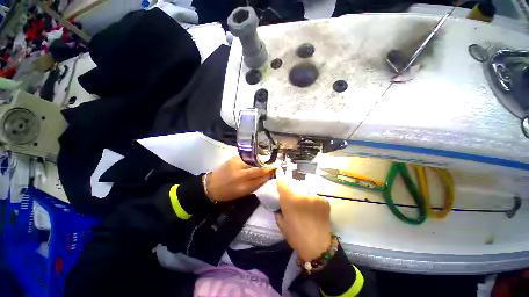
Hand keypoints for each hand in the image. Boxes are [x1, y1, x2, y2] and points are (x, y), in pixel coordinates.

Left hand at [207, 156, 275, 201]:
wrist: (211, 185)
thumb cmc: (228, 192)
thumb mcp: (244, 191)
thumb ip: (257, 183)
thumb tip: (269, 175)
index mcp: (242, 182)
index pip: (261, 173)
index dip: (271, 169)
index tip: (278, 167)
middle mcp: (240, 170)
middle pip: (259, 165)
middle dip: (269, 163)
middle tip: (276, 163)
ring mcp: (237, 161)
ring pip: (254, 159)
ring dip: (262, 160)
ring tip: (268, 161)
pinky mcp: (234, 157)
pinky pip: (249, 157)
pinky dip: (255, 158)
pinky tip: (258, 159)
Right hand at [275, 171, 331, 261]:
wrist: (318, 247)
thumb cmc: (296, 236)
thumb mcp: (281, 223)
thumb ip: (278, 210)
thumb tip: (279, 203)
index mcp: (290, 201)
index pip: (283, 183)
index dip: (280, 175)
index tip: (279, 170)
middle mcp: (302, 195)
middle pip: (295, 187)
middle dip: (293, 191)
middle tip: (295, 202)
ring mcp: (315, 197)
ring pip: (306, 192)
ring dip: (304, 198)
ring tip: (306, 209)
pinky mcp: (324, 200)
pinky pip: (315, 197)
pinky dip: (313, 202)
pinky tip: (314, 211)